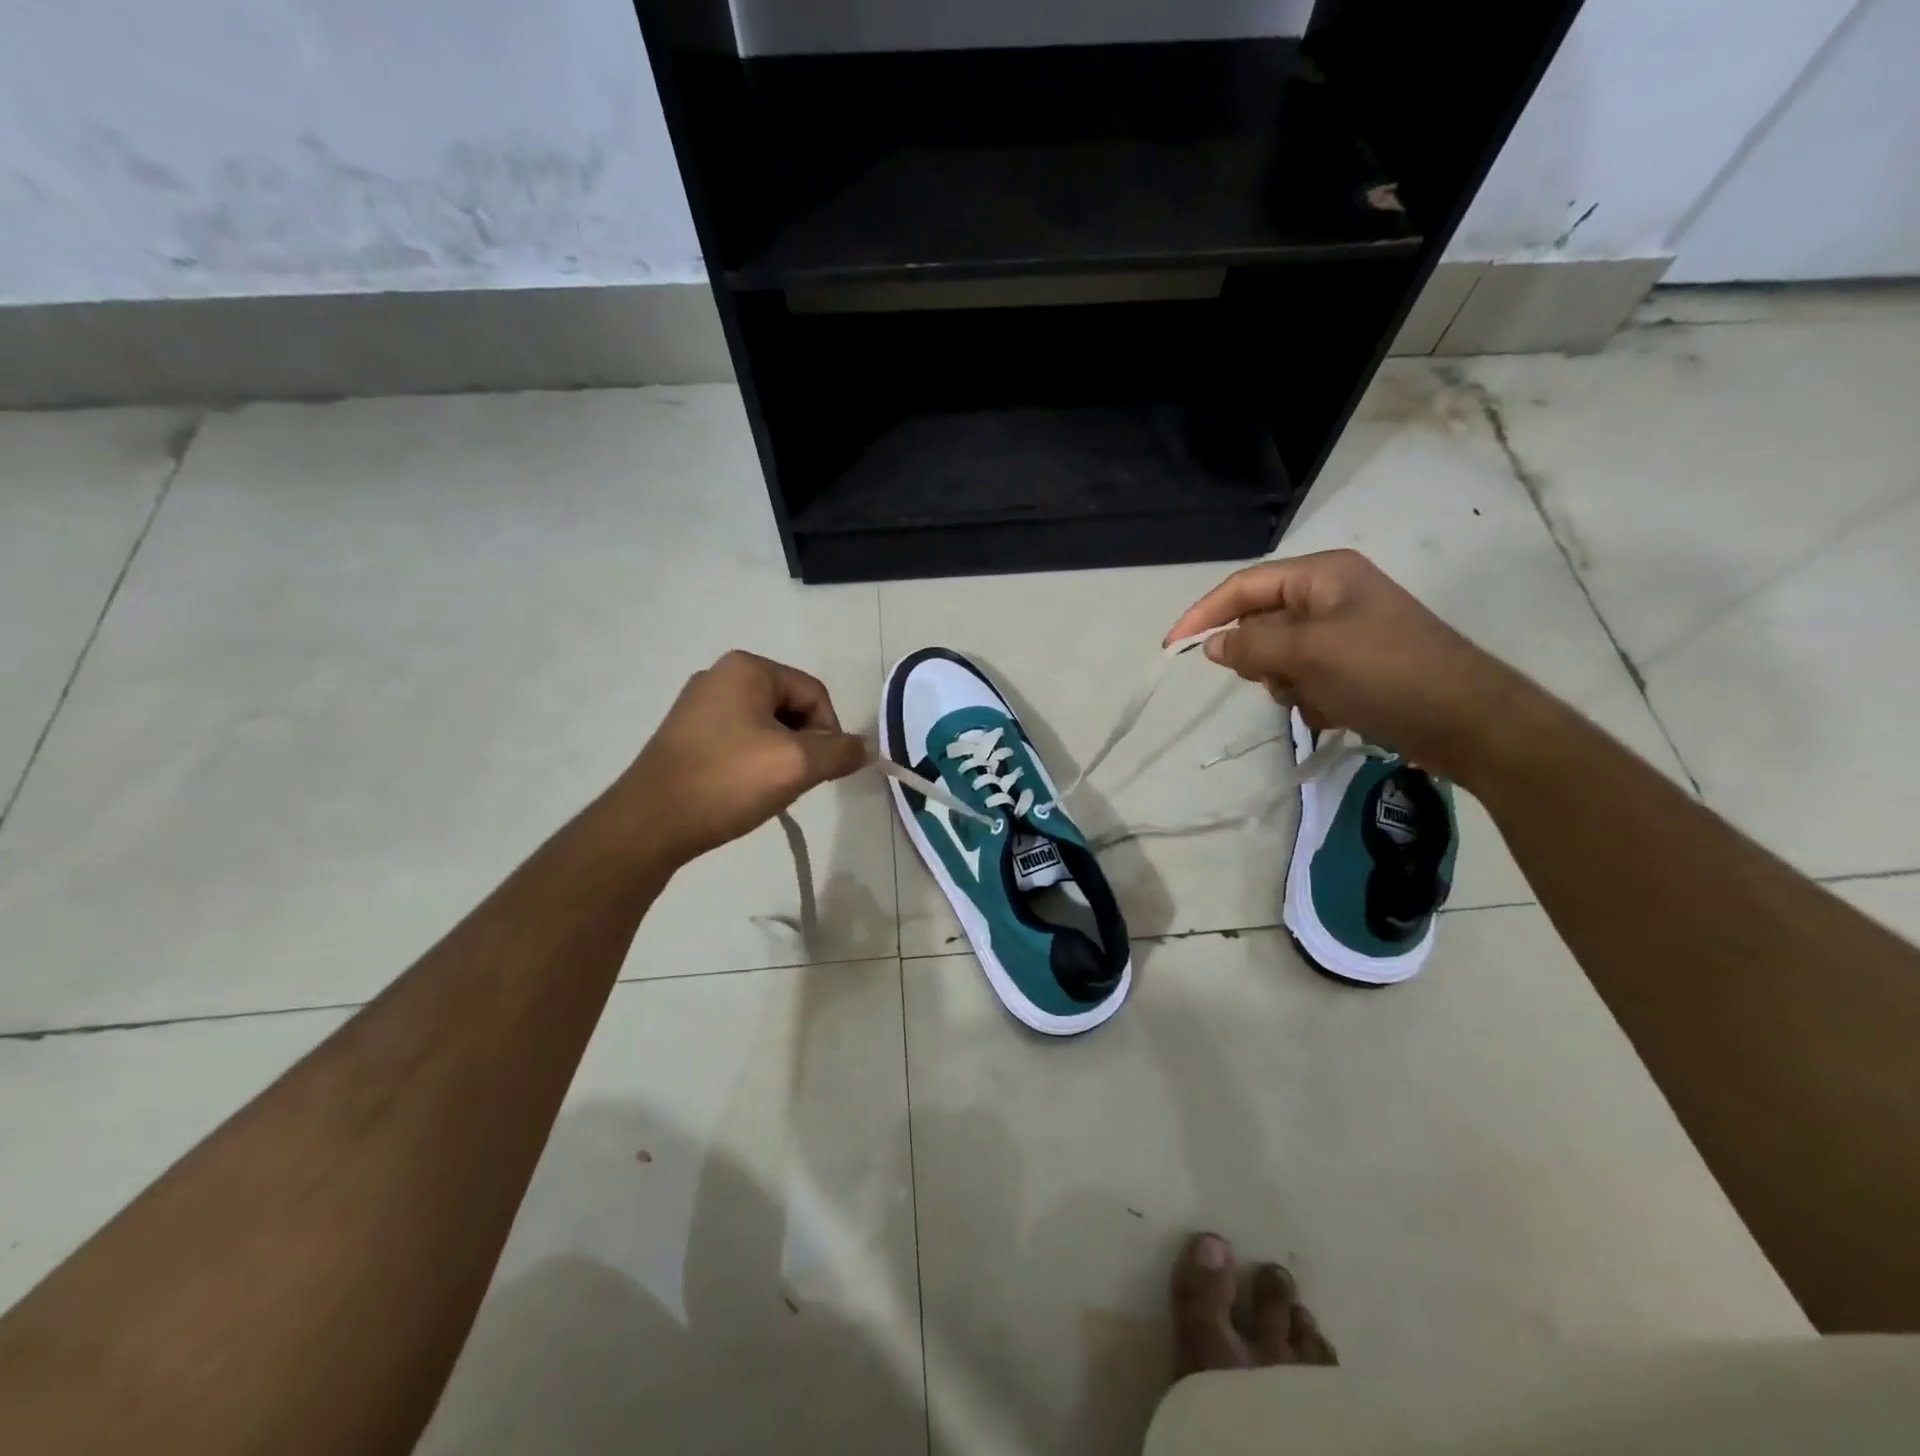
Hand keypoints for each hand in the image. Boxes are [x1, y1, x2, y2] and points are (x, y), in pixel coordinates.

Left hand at [616, 651, 869, 864]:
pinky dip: (754, 762)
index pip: (814, 693)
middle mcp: (721, 675)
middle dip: (804, 745)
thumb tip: (866, 748)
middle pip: (791, 707)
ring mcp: (698, 704)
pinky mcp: (686, 734)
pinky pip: (740, 739)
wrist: (650, 823)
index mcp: (747, 668)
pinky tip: (744, 790)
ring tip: (768, 789)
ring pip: (767, 726)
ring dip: (781, 756)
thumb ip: (840, 752)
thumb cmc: (727, 782)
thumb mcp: (797, 765)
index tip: (822, 771)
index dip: (830, 732)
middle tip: (796, 781)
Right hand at [1165, 550, 1527, 782]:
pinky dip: (1309, 698)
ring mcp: (1344, 634)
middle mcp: (1330, 597)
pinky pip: (1305, 679)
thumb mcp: (1308, 652)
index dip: (1204, 614)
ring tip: (1316, 698)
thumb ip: (1251, 643)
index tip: (1173, 648)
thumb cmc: (1385, 672)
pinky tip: (1335, 711)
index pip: (1243, 586)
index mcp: (1322, 575)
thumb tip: (1213, 645)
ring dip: (1286, 683)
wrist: (1466, 721)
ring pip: (1279, 656)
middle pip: (1260, 622)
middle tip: (1276, 678)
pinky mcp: (1354, 668)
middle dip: (1261, 657)